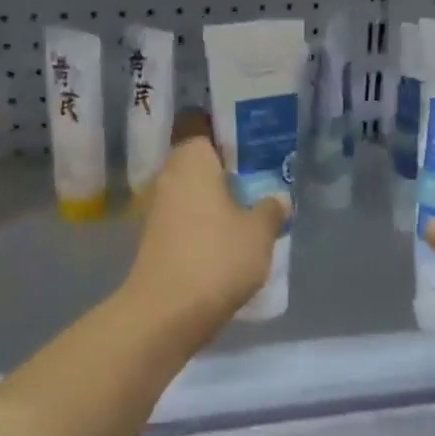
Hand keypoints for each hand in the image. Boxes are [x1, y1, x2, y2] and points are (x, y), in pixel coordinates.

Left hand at [122, 113, 289, 337]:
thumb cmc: (216, 257)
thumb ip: (271, 208)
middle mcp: (169, 175)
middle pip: (200, 158)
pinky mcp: (156, 238)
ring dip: (217, 196)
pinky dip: (206, 221)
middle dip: (228, 166)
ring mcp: (158, 208)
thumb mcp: (259, 231)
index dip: (226, 127)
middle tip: (262, 175)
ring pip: (193, 189)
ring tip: (252, 208)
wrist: (166, 312)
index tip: (253, 139)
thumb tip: (278, 197)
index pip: (201, 123)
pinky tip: (230, 238)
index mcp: (191, 158)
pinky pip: (186, 216)